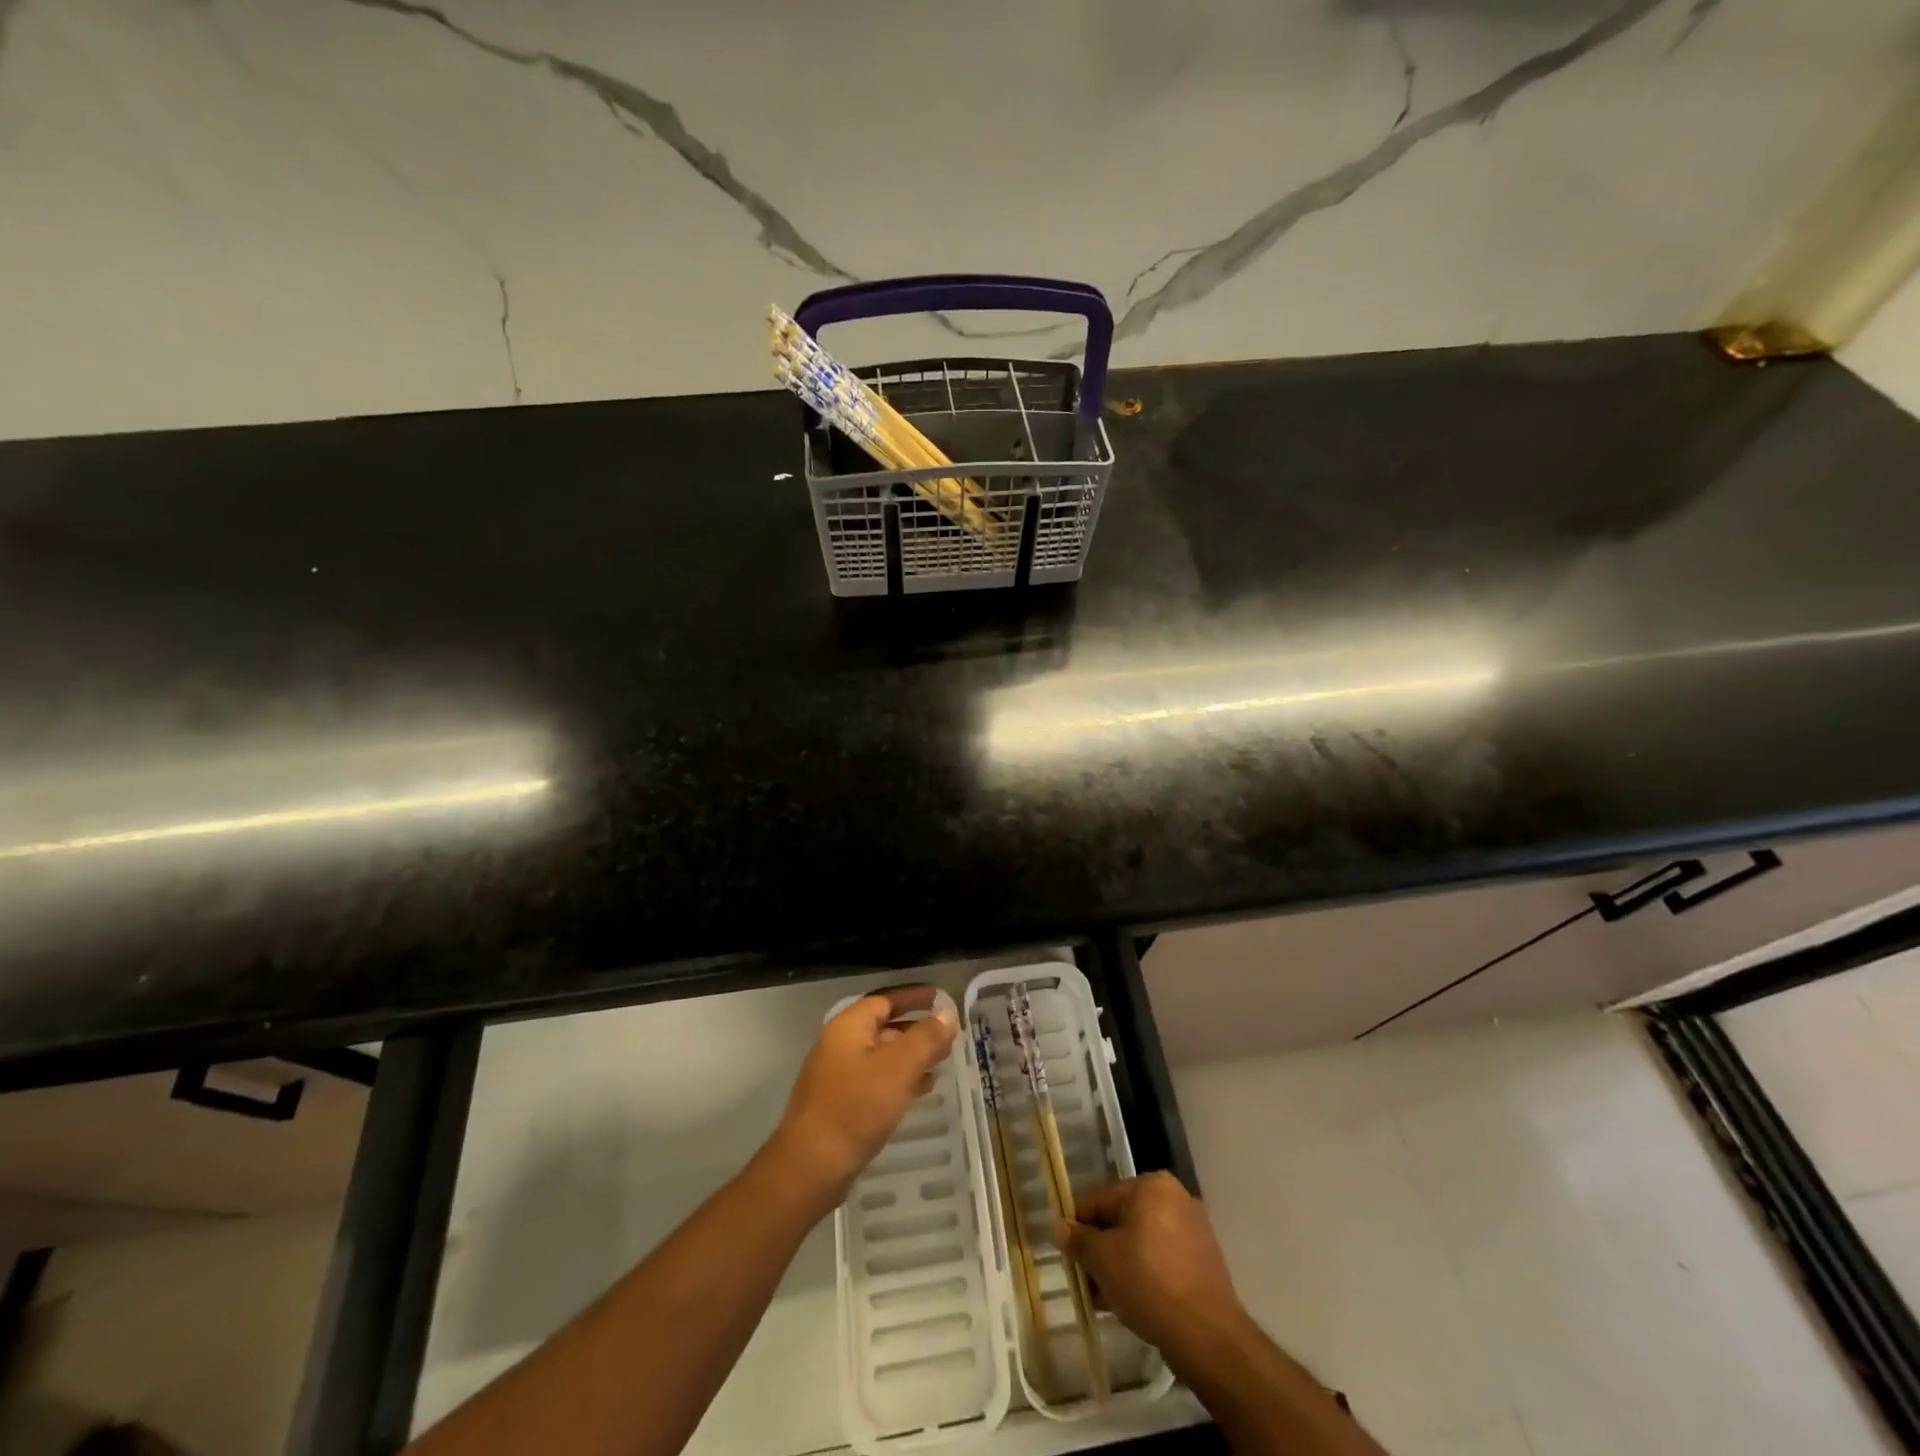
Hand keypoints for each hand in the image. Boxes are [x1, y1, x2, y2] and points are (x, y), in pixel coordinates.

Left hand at [769, 985, 957, 1208]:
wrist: (810, 1167)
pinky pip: (875, 1080)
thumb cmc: (855, 1108)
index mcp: (849, 1026)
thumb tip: (947, 1016)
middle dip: (916, 1028)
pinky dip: (899, 1079)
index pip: (885, 999)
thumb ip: (926, 1039)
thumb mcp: (899, 1068)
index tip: (940, 997)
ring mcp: (837, 1076)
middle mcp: (840, 1044)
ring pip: (881, 1056)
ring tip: (941, 1062)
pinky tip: (920, 1091)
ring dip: (910, 1056)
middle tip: (948, 1034)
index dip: (913, 997)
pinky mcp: (839, 1104)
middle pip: (883, 1026)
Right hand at [1055, 1172, 1244, 1354]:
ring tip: (1104, 1297)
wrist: (1207, 1336)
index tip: (1065, 1251)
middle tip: (1085, 1278)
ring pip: (1141, 1241)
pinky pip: (1161, 1259)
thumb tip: (1061, 1227)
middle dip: (1100, 1248)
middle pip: (1121, 1219)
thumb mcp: (1102, 1259)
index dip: (1077, 1224)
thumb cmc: (1148, 1282)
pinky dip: (1143, 1273)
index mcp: (1150, 1185)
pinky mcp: (1203, 1261)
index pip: (1099, 1199)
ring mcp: (1193, 1229)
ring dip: (1119, 1263)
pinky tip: (1130, 1301)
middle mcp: (1174, 1197)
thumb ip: (1078, 1239)